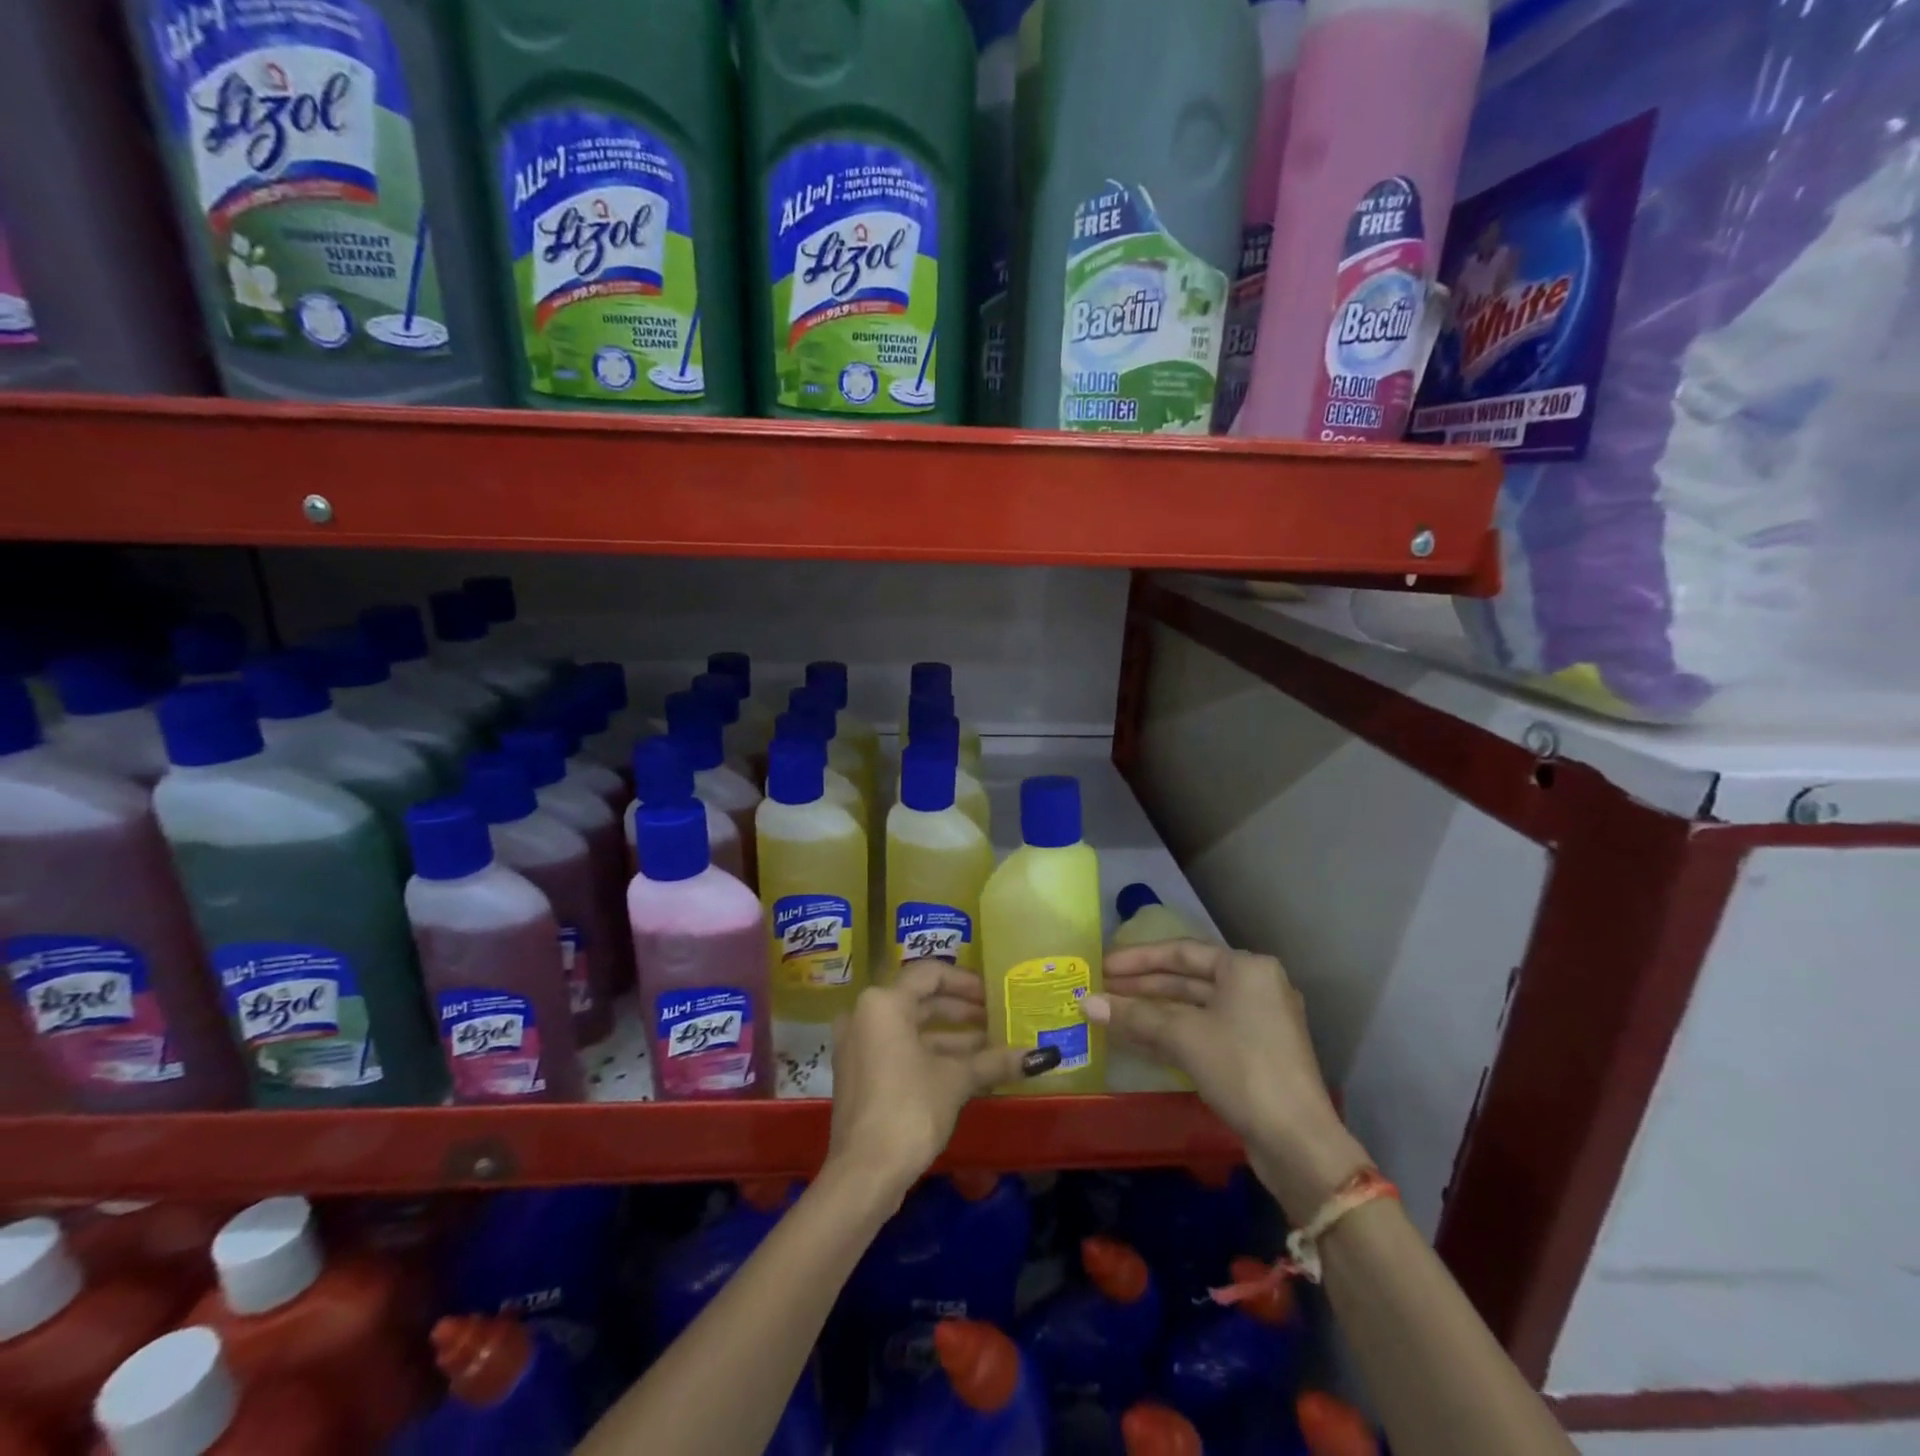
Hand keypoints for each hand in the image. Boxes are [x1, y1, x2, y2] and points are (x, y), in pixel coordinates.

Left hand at [825, 962, 1060, 1197]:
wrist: (864, 1173)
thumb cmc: (909, 1109)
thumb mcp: (956, 1080)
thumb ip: (994, 1060)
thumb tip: (1043, 1056)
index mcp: (883, 1002)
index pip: (930, 974)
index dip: (965, 982)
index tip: (993, 995)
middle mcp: (864, 1014)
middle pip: (920, 999)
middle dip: (961, 1010)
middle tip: (996, 1018)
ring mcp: (858, 1044)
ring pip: (911, 1027)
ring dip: (950, 1035)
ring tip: (991, 1045)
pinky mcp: (860, 1072)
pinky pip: (899, 1047)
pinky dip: (930, 1052)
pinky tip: (966, 1068)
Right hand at [1085, 941, 1367, 1216]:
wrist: (1297, 1142)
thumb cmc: (1242, 1069)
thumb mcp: (1183, 1036)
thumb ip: (1134, 1016)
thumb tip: (1085, 1003)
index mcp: (1246, 968)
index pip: (1181, 951)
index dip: (1138, 958)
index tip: (1103, 966)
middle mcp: (1254, 987)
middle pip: (1187, 979)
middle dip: (1142, 985)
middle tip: (1101, 990)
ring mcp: (1256, 1023)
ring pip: (1193, 1007)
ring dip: (1152, 1011)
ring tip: (1111, 1012)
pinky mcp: (1252, 1055)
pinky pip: (1202, 1031)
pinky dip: (1170, 1032)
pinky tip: (1136, 1038)